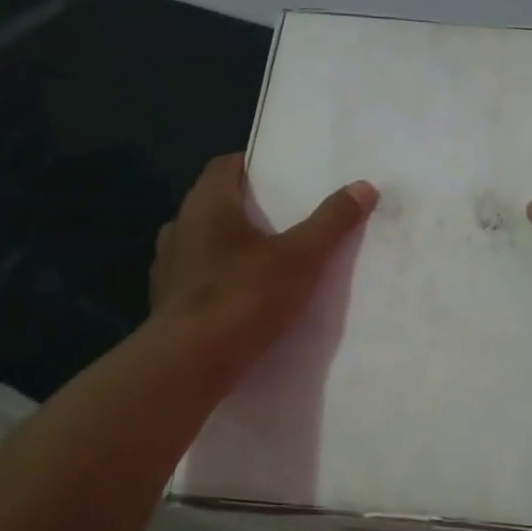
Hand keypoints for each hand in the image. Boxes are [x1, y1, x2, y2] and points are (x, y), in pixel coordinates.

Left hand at [150, 155, 377, 389]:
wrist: (191, 363)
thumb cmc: (245, 295)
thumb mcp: (301, 256)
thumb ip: (331, 221)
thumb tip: (363, 186)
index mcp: (206, 205)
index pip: (225, 166)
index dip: (254, 166)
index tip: (283, 176)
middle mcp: (180, 228)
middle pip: (216, 205)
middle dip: (249, 210)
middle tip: (287, 218)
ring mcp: (168, 269)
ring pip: (206, 245)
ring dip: (233, 248)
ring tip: (270, 261)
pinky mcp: (168, 304)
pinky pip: (200, 280)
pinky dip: (222, 282)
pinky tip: (247, 299)